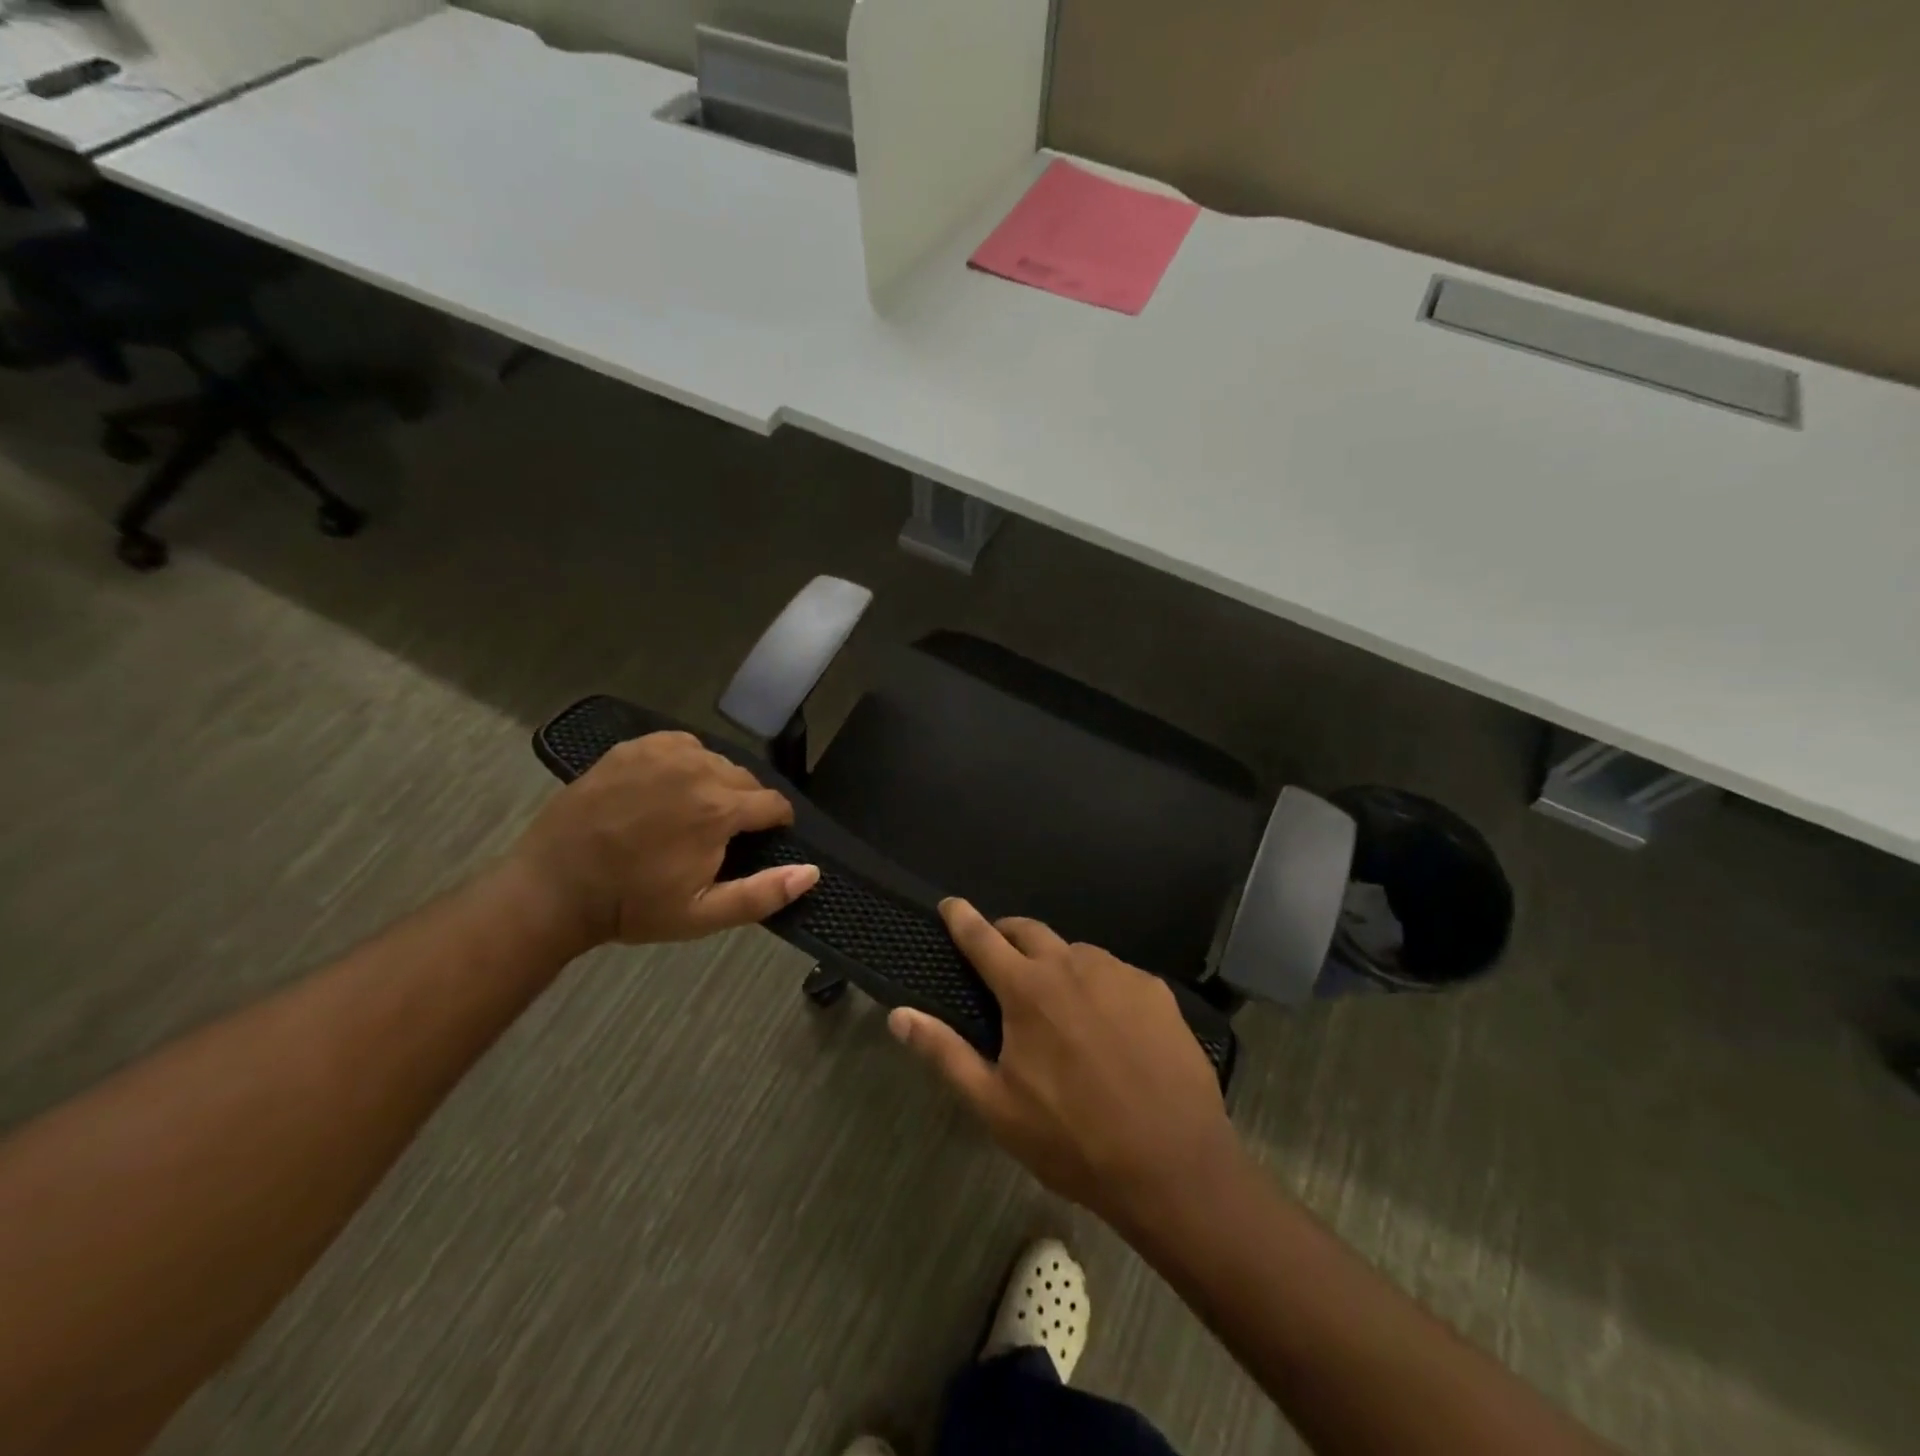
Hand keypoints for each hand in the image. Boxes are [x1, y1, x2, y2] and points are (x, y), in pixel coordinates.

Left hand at [508, 732, 817, 948]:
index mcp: (720, 809)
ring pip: (715, 761)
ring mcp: (662, 753)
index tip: (765, 839)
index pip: (774, 803)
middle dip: (745, 805)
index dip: (776, 823)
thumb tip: (812, 872)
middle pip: (746, 780)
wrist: (554, 888)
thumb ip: (763, 893)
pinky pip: (681, 745)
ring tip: (694, 812)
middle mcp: (698, 770)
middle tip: (721, 836)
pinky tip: (670, 788)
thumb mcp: (702, 915)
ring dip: (717, 783)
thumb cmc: (632, 905)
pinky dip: (687, 763)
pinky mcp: (633, 747)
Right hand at [890, 900, 1240, 1228]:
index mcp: (1028, 990)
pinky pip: (1116, 974)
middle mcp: (1073, 966)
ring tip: (1058, 1004)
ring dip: (1056, 964)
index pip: (983, 938)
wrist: (1174, 1165)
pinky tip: (1109, 1025)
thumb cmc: (1073, 1140)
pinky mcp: (1157, 990)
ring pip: (1076, 952)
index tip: (950, 903)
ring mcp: (1120, 974)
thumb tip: (898, 1015)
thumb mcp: (995, 1106)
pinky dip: (1099, 985)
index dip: (962, 918)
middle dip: (1007, 933)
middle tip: (1000, 955)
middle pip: (1030, 930)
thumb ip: (944, 1053)